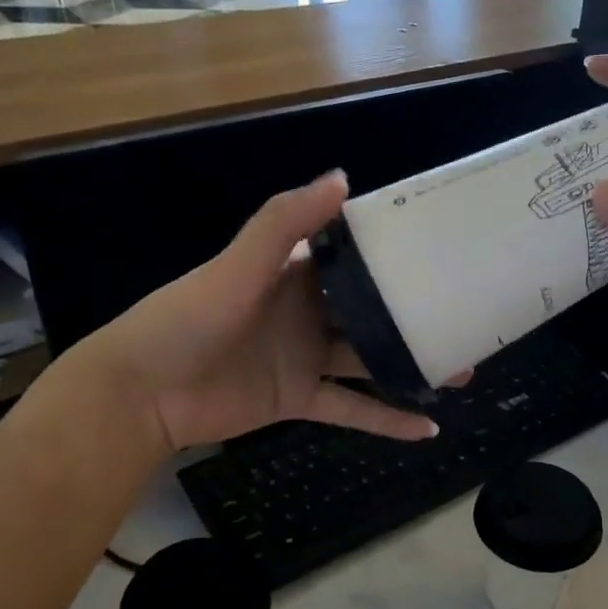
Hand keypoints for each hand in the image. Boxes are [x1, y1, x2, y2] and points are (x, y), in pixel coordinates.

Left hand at [58, 172, 438, 457]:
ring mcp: (305, 358)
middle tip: (465, 317)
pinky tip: (427, 430)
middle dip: (414, 314)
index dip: (394, 252)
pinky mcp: (299, 400)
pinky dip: (386, 421)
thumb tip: (343, 178)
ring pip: (370, 361)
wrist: (142, 392)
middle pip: (371, 311)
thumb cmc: (189, 318)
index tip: (441, 249)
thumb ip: (286, 223)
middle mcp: (307, 312)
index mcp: (295, 273)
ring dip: (411, 366)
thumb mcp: (238, 265)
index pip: (353, 256)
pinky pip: (351, 410)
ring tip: (461, 370)